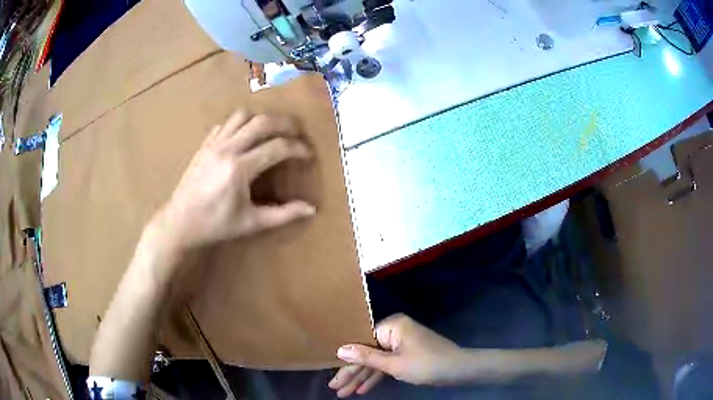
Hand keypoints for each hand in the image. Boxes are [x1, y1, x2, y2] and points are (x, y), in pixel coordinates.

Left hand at [154, 109, 315, 249]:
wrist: (180, 223)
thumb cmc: (215, 226)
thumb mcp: (251, 223)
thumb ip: (283, 214)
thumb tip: (311, 209)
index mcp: (240, 169)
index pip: (277, 147)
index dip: (298, 148)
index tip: (308, 155)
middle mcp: (227, 149)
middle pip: (263, 122)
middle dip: (285, 123)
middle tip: (297, 133)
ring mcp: (214, 144)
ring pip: (243, 115)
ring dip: (261, 119)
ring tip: (272, 131)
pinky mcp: (205, 144)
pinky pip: (226, 123)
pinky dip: (240, 124)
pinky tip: (245, 138)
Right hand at [329, 314, 465, 396]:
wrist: (459, 369)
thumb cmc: (427, 364)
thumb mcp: (394, 363)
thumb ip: (366, 357)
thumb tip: (340, 349)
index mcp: (392, 326)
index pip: (361, 344)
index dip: (346, 363)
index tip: (332, 377)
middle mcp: (394, 332)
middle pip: (367, 354)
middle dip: (352, 374)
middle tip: (335, 389)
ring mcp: (400, 344)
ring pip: (376, 362)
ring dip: (362, 378)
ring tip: (344, 394)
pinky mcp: (406, 354)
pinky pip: (387, 365)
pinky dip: (377, 377)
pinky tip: (363, 390)